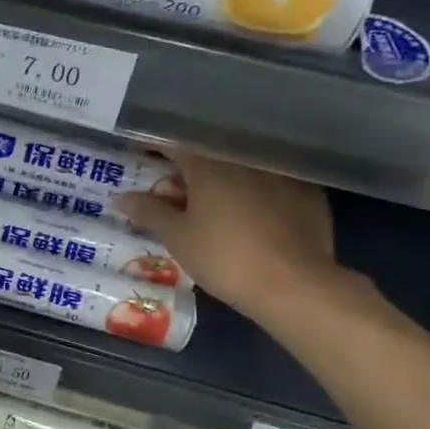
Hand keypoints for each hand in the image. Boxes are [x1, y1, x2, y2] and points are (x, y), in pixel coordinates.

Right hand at [116, 150, 342, 320]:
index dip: (154, 148)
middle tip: (173, 187)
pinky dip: (256, 192)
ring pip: (242, 168)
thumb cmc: (225, 257)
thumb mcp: (178, 238)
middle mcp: (245, 160)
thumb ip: (149, 212)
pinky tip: (253, 213)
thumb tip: (121, 197)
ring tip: (212, 201)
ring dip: (223, 178)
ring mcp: (281, 174)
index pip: (174, 144)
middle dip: (188, 167)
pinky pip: (272, 184)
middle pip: (209, 154)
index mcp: (210, 165)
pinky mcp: (308, 193)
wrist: (294, 284)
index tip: (140, 156)